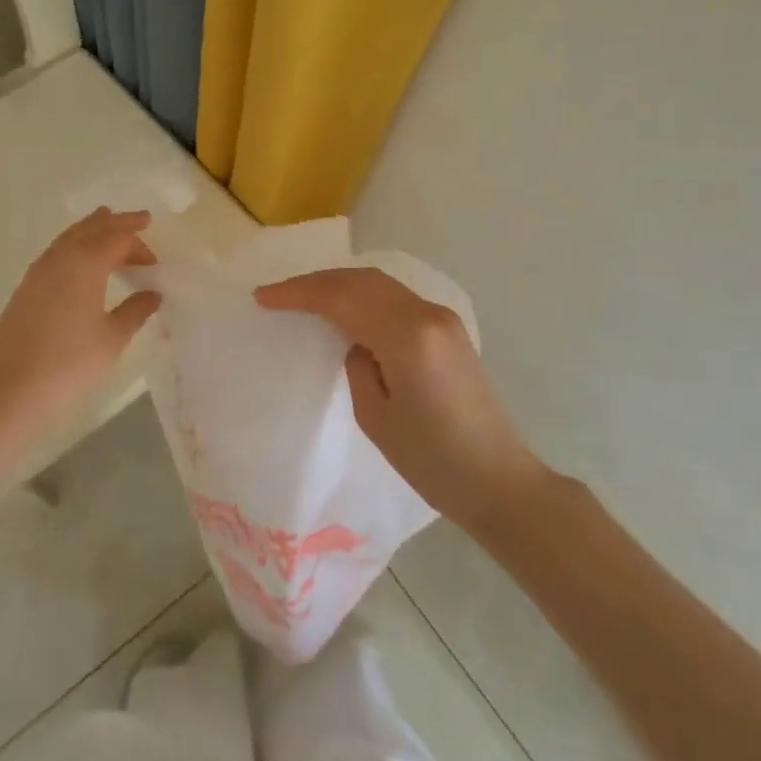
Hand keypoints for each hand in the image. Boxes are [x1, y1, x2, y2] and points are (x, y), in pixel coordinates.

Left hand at [0, 209, 160, 451]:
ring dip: (92, 228)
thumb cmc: (68, 363)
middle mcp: (61, 258)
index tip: (154, 265)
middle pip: (92, 228)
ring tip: (106, 221)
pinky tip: (78, 259)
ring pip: (69, 236)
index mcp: (86, 263)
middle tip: (140, 218)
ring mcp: (38, 271)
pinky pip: (56, 251)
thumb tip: (152, 294)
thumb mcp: (112, 339)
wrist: (8, 389)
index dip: (140, 247)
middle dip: (117, 222)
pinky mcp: (25, 288)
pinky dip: (74, 244)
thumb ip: (135, 311)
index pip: (118, 239)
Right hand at [256, 267, 544, 532]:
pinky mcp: (448, 330)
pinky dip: (362, 296)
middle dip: (316, 282)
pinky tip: (344, 309)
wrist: (497, 480)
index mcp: (407, 336)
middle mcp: (427, 314)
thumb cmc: (432, 460)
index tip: (263, 298)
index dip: (299, 293)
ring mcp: (442, 319)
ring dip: (339, 285)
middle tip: (277, 294)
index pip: (342, 298)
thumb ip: (357, 365)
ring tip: (303, 297)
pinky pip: (395, 299)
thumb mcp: (375, 417)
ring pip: (379, 285)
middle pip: (361, 281)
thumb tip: (356, 343)